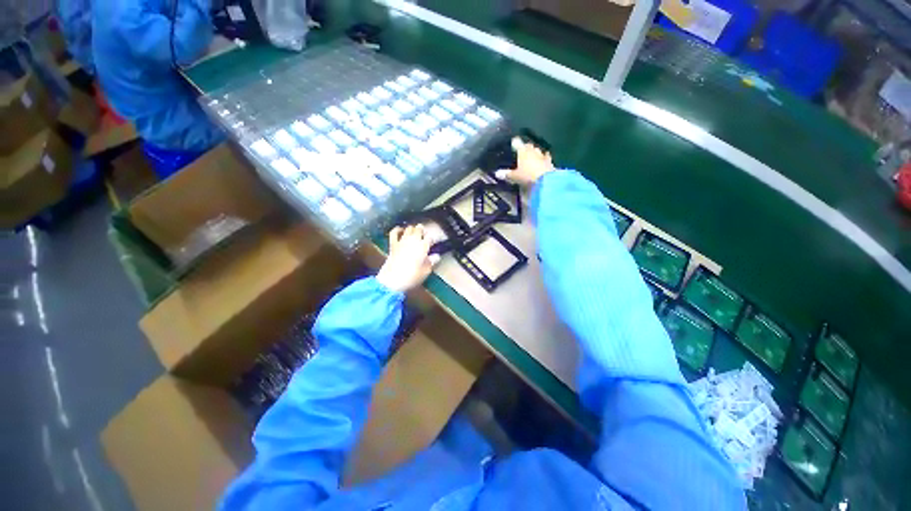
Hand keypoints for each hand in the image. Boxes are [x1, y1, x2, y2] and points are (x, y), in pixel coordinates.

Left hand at [376, 225, 439, 292]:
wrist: (392, 280)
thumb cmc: (412, 277)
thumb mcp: (426, 272)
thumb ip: (431, 262)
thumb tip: (436, 256)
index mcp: (423, 247)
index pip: (430, 238)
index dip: (432, 240)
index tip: (433, 244)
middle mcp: (413, 241)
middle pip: (419, 229)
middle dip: (423, 230)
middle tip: (424, 235)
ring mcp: (402, 241)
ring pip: (409, 229)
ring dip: (413, 229)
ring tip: (415, 232)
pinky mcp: (393, 244)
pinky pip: (394, 233)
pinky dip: (397, 229)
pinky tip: (400, 229)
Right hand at [495, 137, 554, 185]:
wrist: (545, 180)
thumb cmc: (527, 176)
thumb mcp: (514, 176)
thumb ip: (506, 174)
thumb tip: (497, 173)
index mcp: (523, 152)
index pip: (517, 143)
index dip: (515, 142)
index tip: (513, 141)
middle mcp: (532, 150)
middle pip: (528, 145)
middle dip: (525, 147)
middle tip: (522, 150)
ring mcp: (542, 155)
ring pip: (537, 150)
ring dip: (534, 151)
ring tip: (532, 154)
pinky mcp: (549, 161)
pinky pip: (546, 157)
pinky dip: (544, 157)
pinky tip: (544, 158)